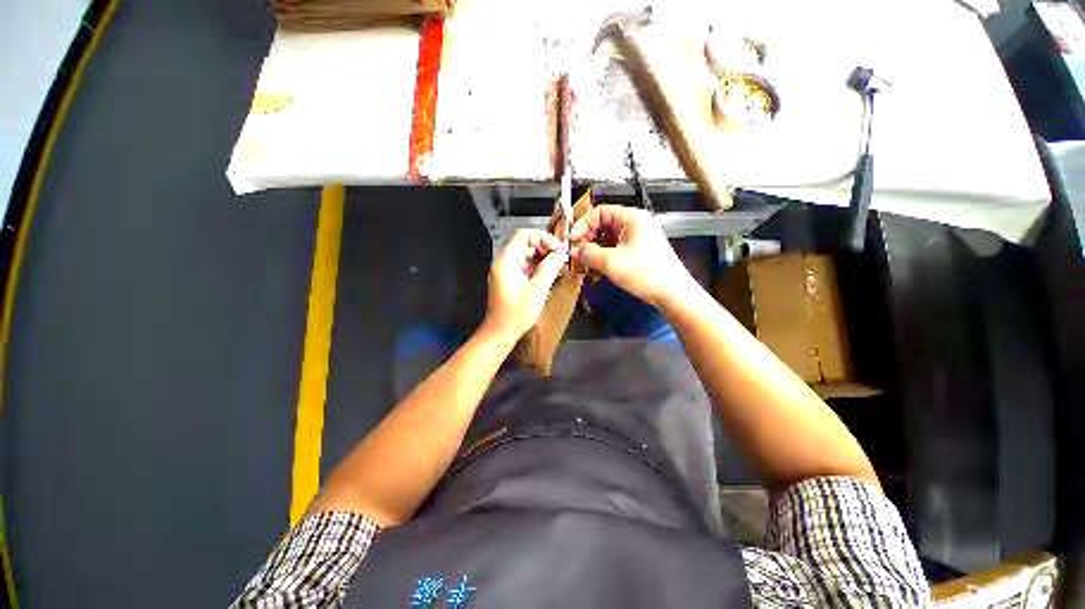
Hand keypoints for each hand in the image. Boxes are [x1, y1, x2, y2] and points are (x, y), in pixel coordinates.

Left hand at [483, 229, 568, 340]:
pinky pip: (524, 265)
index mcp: (507, 261)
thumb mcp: (538, 290)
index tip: (559, 249)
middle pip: (525, 243)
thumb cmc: (516, 314)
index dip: (544, 238)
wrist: (500, 332)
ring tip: (558, 266)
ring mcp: (505, 270)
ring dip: (542, 257)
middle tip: (561, 258)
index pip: (525, 235)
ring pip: (526, 254)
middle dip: (545, 248)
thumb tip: (561, 254)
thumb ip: (550, 268)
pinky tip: (549, 274)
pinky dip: (537, 266)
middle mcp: (503, 262)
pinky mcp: (508, 278)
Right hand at [569, 205, 695, 307]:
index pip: (599, 212)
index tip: (572, 241)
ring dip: (593, 254)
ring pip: (605, 240)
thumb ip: (588, 254)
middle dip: (587, 242)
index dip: (582, 225)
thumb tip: (573, 251)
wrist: (671, 293)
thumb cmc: (647, 274)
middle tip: (577, 256)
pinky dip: (602, 260)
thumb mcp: (612, 263)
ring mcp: (635, 239)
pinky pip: (613, 251)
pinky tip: (597, 274)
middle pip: (601, 226)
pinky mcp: (636, 252)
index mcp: (631, 218)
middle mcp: (634, 225)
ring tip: (586, 268)